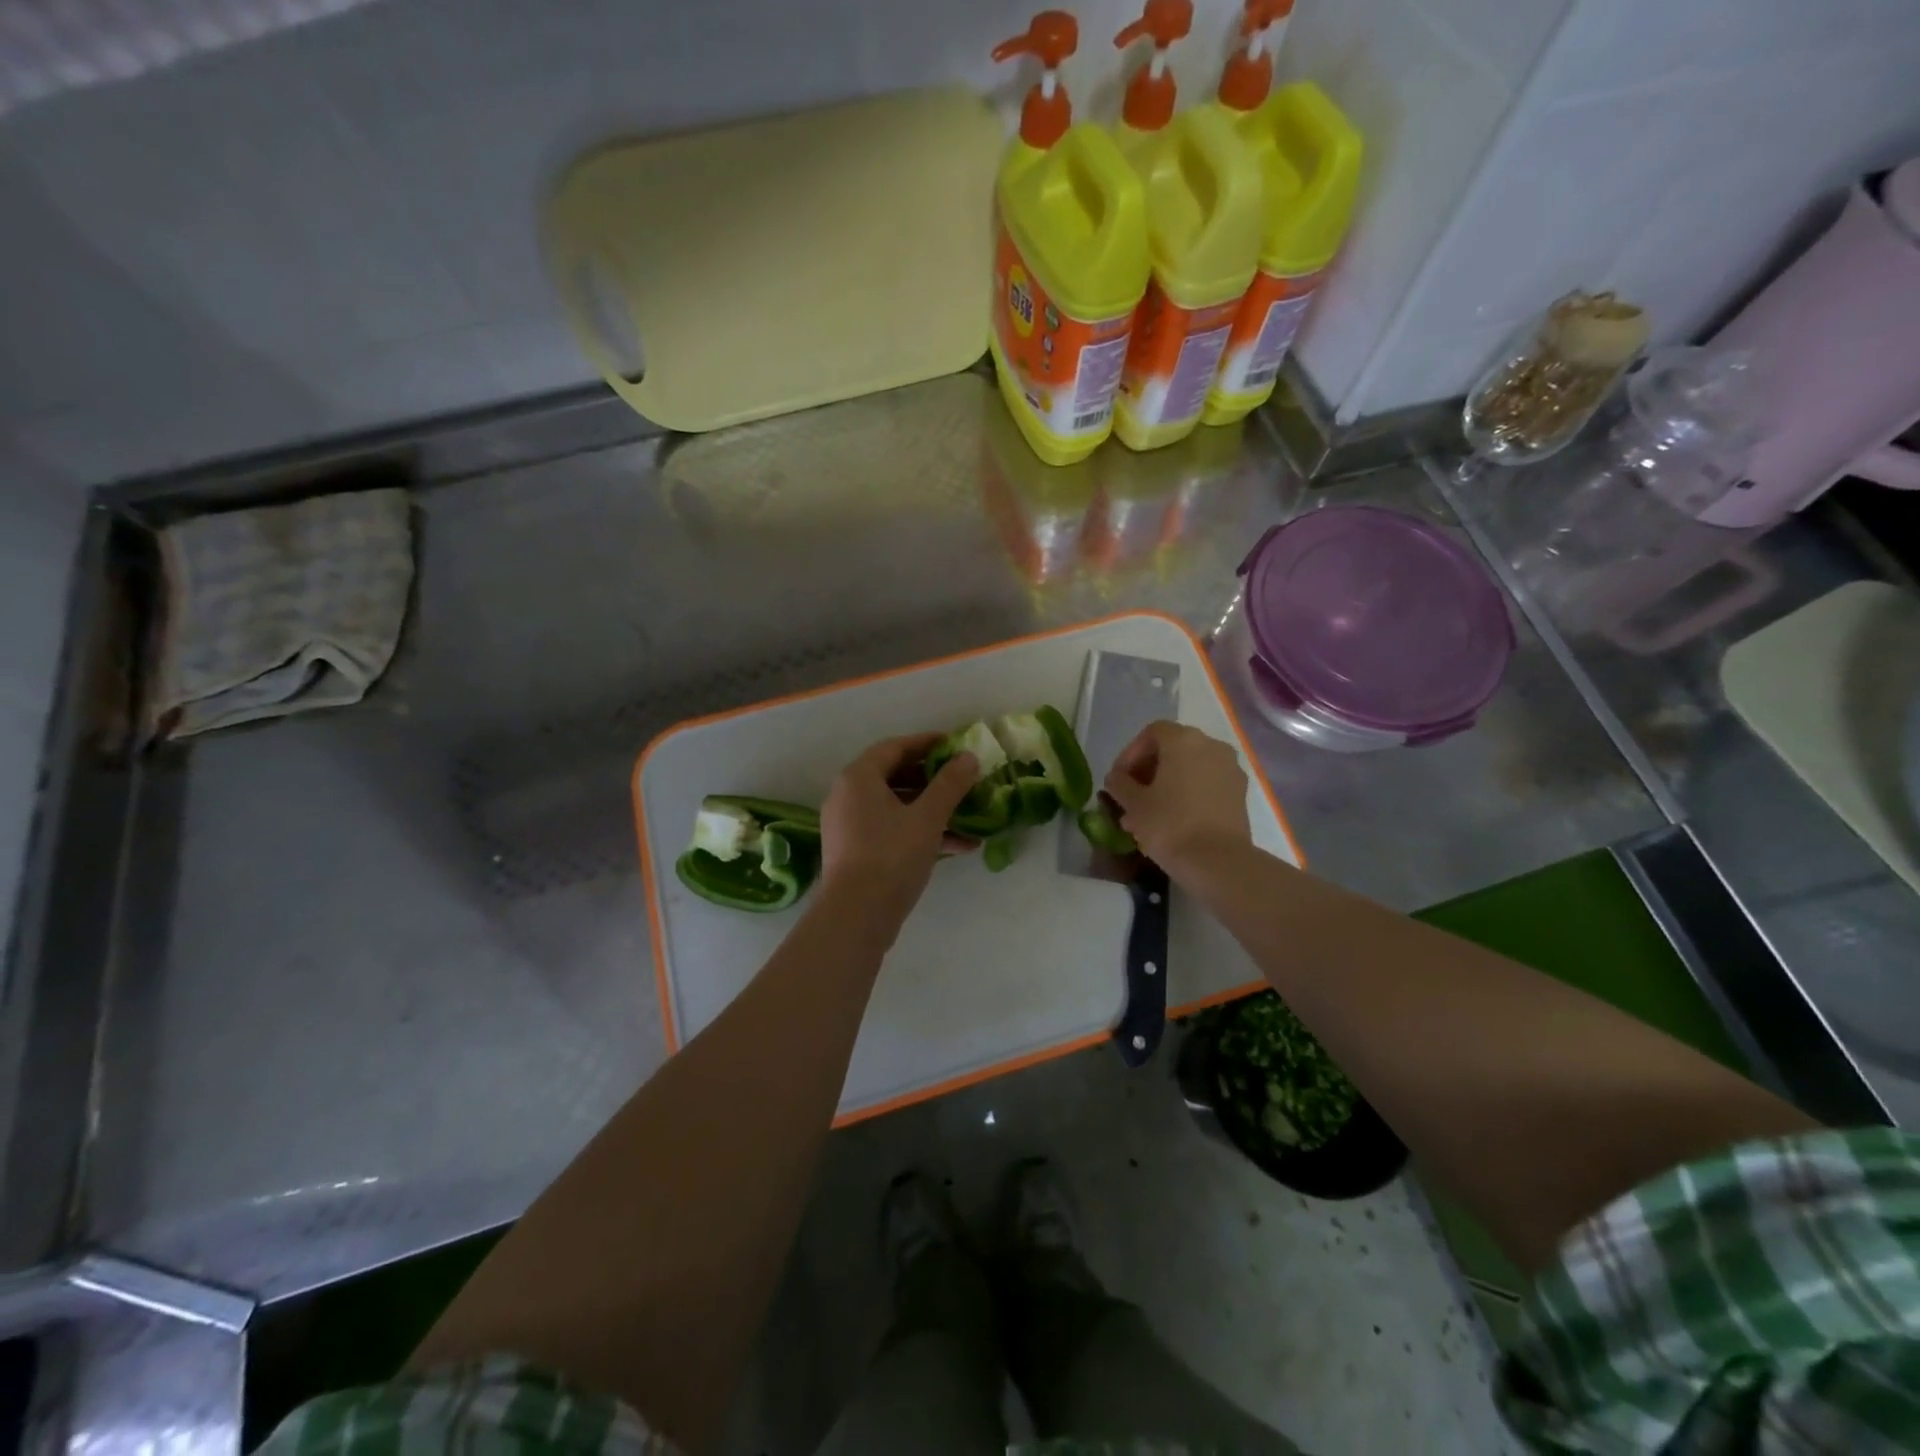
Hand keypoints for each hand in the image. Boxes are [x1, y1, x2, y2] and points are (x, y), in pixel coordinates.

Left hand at [819, 734, 979, 918]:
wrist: (856, 916)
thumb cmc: (891, 856)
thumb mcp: (928, 817)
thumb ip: (950, 784)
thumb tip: (969, 757)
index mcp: (859, 778)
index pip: (895, 747)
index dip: (926, 743)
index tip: (954, 744)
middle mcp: (848, 796)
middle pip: (894, 776)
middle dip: (933, 778)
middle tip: (962, 778)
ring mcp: (850, 826)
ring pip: (896, 806)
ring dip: (932, 809)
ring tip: (968, 814)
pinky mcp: (856, 852)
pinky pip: (891, 829)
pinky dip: (920, 831)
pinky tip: (958, 846)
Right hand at [1103, 722, 1251, 879]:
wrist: (1218, 862)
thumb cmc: (1169, 825)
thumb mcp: (1133, 803)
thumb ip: (1119, 783)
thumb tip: (1116, 778)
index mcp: (1184, 740)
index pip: (1151, 733)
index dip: (1130, 754)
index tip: (1119, 780)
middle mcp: (1211, 745)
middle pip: (1173, 749)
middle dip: (1148, 770)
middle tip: (1131, 796)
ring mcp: (1230, 769)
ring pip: (1190, 768)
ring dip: (1167, 784)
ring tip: (1149, 813)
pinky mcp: (1240, 793)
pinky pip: (1207, 784)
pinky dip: (1188, 794)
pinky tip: (1173, 820)